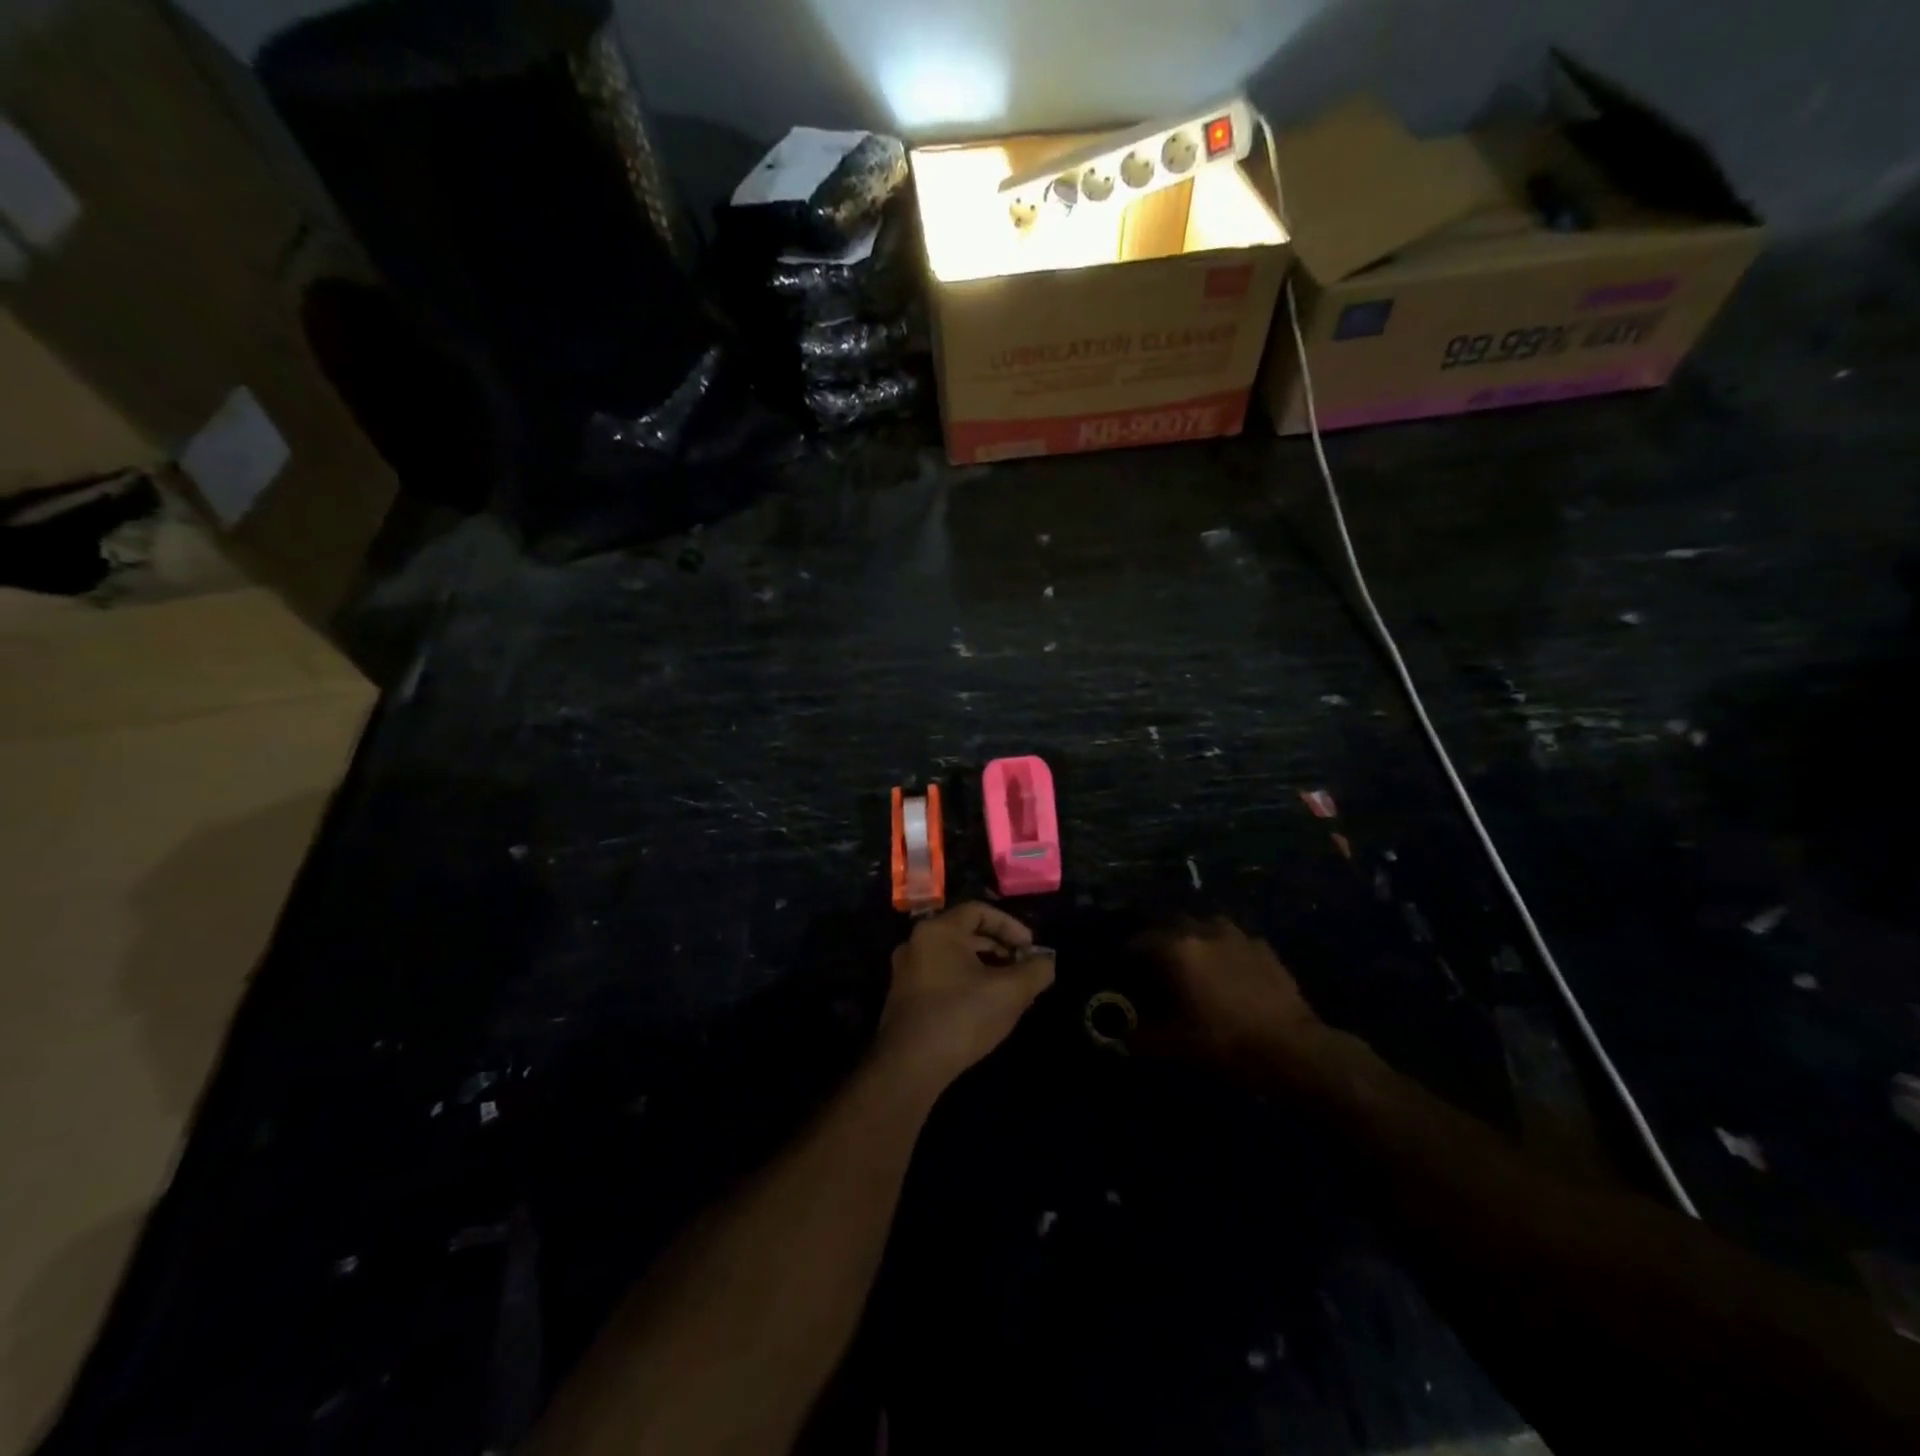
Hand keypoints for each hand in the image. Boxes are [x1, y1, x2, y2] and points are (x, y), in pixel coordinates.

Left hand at [874, 903, 1054, 1092]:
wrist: (909, 1067)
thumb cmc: (961, 1017)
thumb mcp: (1010, 992)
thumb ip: (1036, 971)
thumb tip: (1047, 962)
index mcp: (938, 931)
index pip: (979, 911)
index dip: (1011, 926)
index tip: (1031, 948)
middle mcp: (917, 943)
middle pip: (966, 933)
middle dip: (1000, 948)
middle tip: (1024, 969)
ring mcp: (907, 971)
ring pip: (954, 957)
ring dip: (985, 967)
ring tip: (1009, 989)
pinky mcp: (905, 997)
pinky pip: (941, 976)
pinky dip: (966, 982)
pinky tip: (984, 1006)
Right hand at [1138, 918, 1325, 1074]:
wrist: (1294, 1049)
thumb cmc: (1227, 1043)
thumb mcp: (1178, 1044)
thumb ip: (1143, 1035)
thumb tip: (1121, 1035)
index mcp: (1178, 949)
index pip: (1139, 941)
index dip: (1127, 954)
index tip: (1124, 968)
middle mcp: (1204, 931)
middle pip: (1170, 923)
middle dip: (1159, 938)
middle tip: (1156, 963)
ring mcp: (1237, 935)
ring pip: (1204, 925)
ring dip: (1192, 937)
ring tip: (1192, 961)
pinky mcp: (1262, 946)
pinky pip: (1232, 939)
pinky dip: (1222, 948)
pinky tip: (1227, 970)